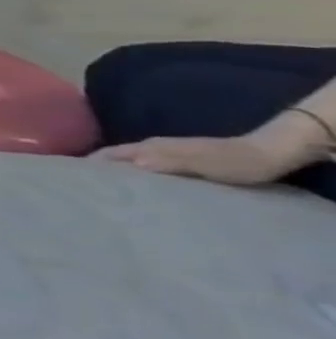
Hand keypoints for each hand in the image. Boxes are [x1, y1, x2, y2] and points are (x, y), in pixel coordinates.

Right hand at [93, 132, 294, 184]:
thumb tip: (129, 166)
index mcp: (150, 147)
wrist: (268, 155)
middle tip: (81, 188)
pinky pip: (144, 168)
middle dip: (95, 169)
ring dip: (114, 173)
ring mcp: (165, 154)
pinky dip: (133, 176)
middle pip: (114, 157)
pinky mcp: (178, 163)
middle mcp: (151, 147)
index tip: (68, 177)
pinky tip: (136, 188)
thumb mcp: (199, 163)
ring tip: (104, 191)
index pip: (108, 154)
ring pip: (128, 162)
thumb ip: (165, 161)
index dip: (88, 163)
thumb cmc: (232, 162)